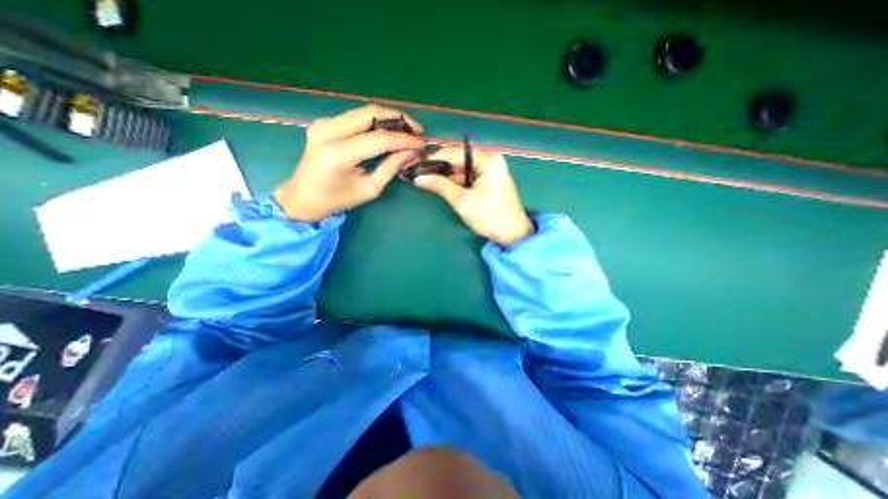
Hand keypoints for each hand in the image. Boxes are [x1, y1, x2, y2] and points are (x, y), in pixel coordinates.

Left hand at [277, 105, 423, 222]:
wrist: (303, 197)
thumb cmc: (337, 200)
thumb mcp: (369, 189)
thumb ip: (391, 168)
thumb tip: (412, 153)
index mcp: (338, 154)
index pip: (379, 139)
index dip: (404, 139)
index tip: (422, 144)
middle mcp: (328, 131)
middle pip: (371, 113)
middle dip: (399, 119)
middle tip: (417, 131)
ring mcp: (323, 123)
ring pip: (364, 111)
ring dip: (388, 118)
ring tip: (407, 130)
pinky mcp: (324, 123)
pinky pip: (356, 116)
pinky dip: (375, 122)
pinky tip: (388, 131)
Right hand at [410, 146, 533, 247]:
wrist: (512, 234)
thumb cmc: (489, 216)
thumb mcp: (462, 201)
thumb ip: (440, 186)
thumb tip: (418, 178)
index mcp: (487, 160)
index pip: (455, 153)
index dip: (435, 158)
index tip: (417, 165)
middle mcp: (490, 160)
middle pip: (459, 159)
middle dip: (440, 168)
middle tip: (420, 175)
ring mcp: (491, 171)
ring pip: (463, 169)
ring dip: (447, 176)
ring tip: (428, 181)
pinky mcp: (489, 181)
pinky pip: (469, 177)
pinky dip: (457, 182)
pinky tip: (443, 187)